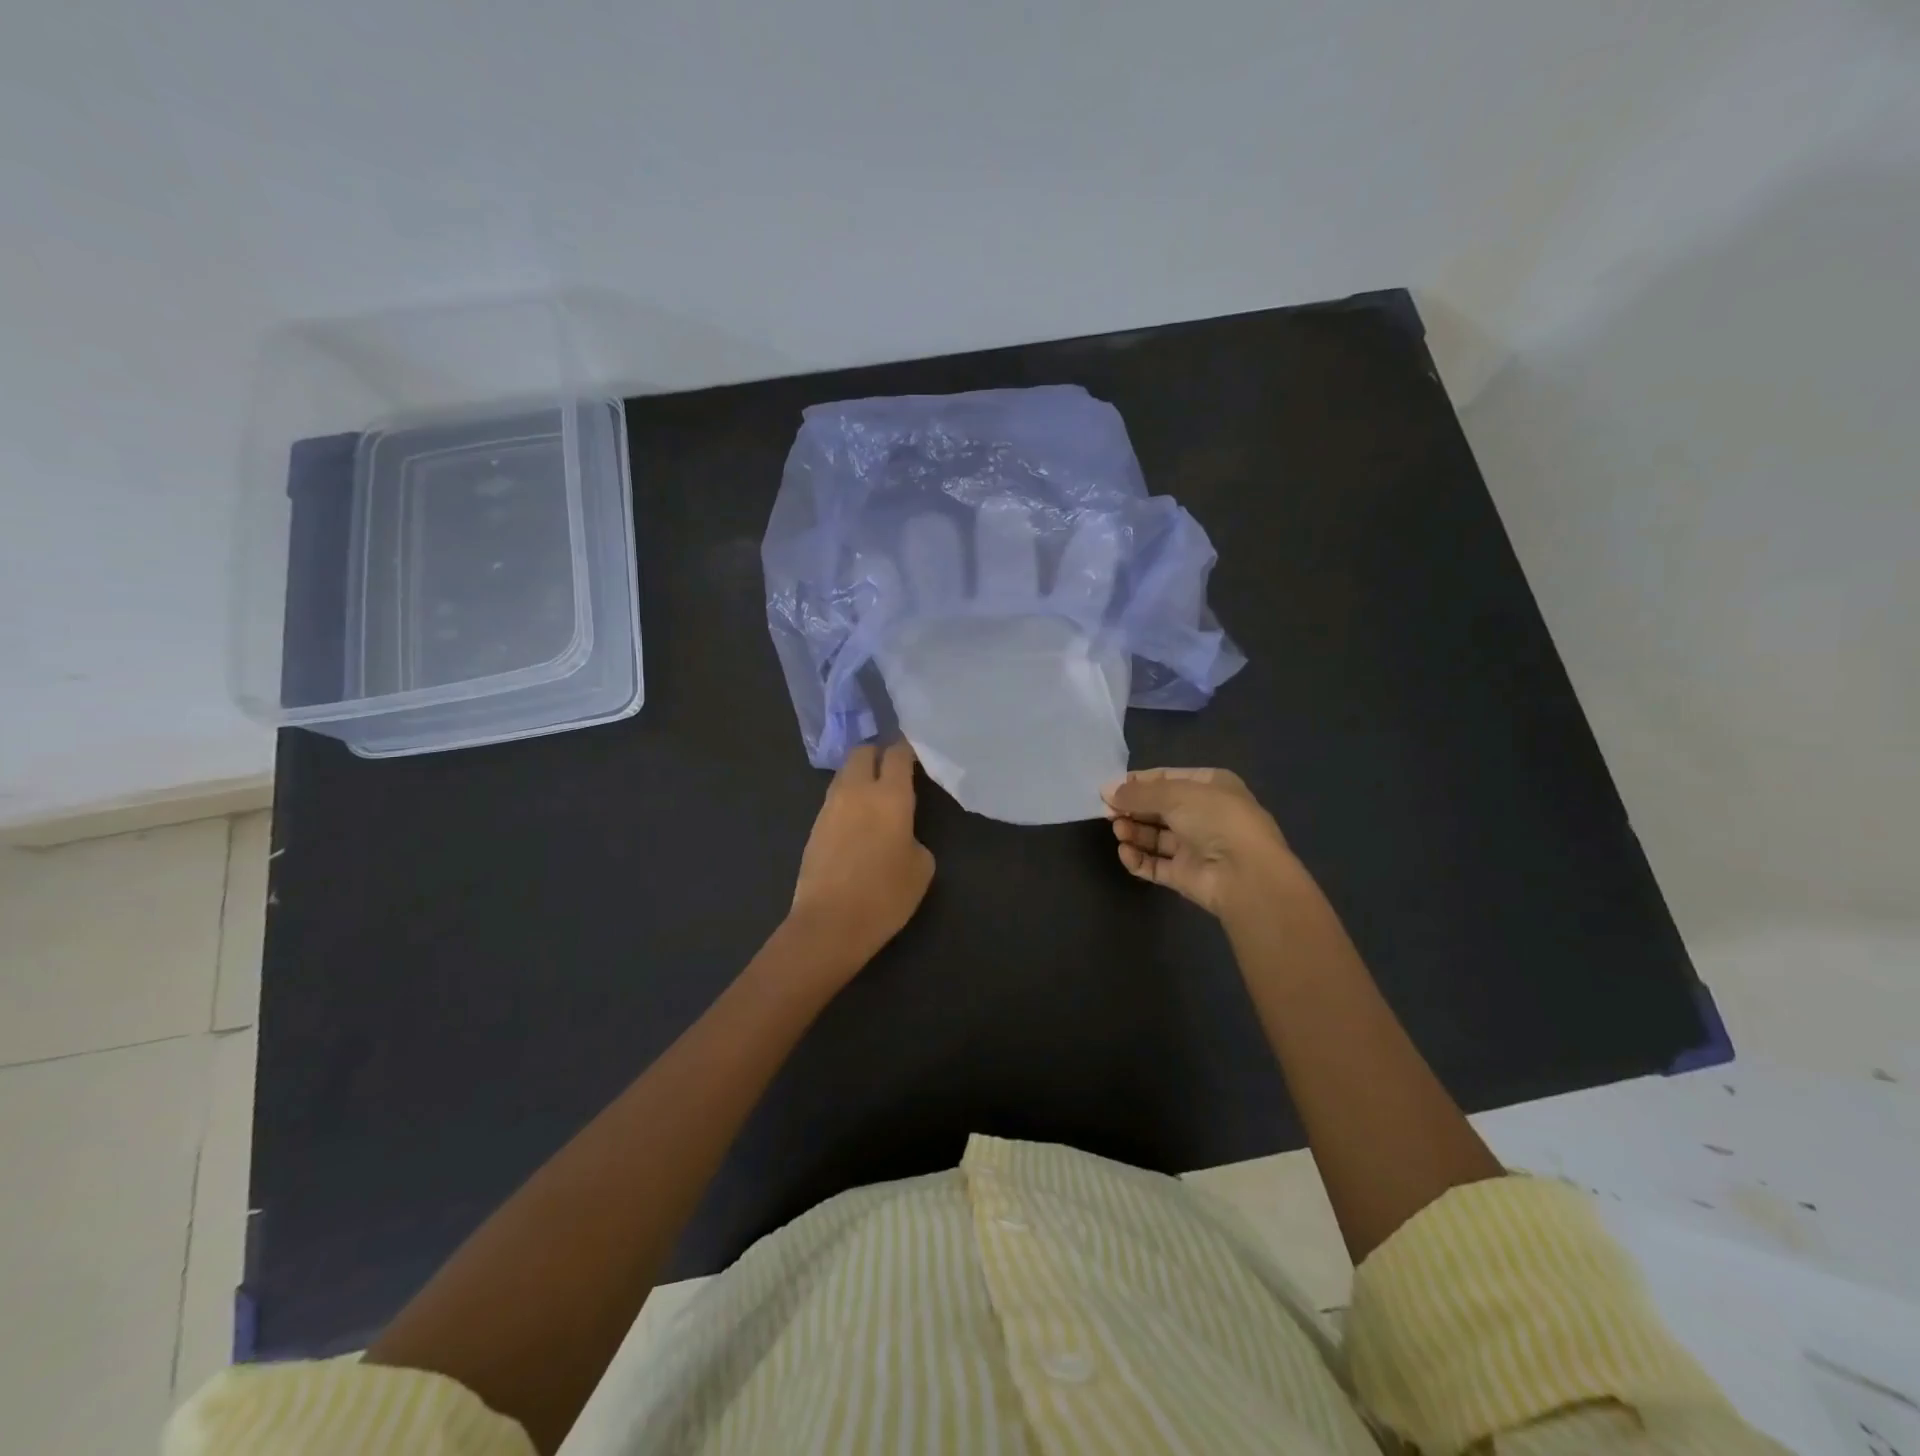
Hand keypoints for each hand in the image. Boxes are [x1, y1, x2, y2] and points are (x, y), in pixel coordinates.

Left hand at [788, 741, 935, 970]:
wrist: (829, 924)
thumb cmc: (885, 895)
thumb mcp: (921, 867)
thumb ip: (914, 837)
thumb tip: (900, 833)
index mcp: (890, 795)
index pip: (898, 754)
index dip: (907, 749)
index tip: (916, 755)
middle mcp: (857, 790)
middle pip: (863, 752)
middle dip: (878, 754)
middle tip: (893, 770)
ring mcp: (830, 806)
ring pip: (845, 773)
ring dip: (860, 776)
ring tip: (875, 796)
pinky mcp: (814, 826)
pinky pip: (834, 798)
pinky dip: (848, 799)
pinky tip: (857, 821)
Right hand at [1103, 767, 1301, 920]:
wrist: (1244, 874)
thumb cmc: (1215, 819)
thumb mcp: (1175, 794)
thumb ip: (1138, 792)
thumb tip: (1106, 790)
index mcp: (1210, 786)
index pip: (1166, 779)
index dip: (1137, 783)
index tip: (1109, 788)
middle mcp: (1204, 814)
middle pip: (1158, 808)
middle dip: (1132, 809)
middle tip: (1107, 811)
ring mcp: (1195, 847)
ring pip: (1154, 836)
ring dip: (1133, 831)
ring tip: (1119, 830)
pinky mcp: (1185, 875)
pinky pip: (1155, 864)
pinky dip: (1138, 858)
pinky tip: (1126, 852)